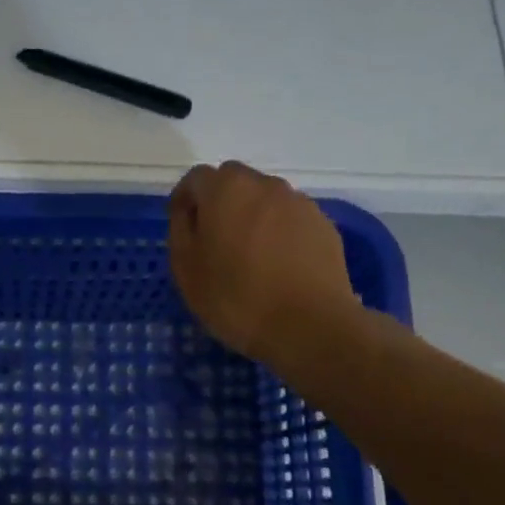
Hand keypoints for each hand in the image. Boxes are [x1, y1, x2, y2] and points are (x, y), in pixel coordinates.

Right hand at [168, 161, 355, 364]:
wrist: (310, 326)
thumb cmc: (236, 298)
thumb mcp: (186, 269)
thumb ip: (180, 230)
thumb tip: (188, 212)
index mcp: (226, 189)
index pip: (196, 178)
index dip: (184, 200)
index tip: (182, 227)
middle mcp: (264, 185)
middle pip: (233, 181)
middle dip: (219, 202)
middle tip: (214, 239)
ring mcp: (299, 203)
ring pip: (265, 198)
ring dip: (251, 215)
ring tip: (249, 255)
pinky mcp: (323, 225)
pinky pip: (290, 218)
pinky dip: (278, 231)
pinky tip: (277, 265)